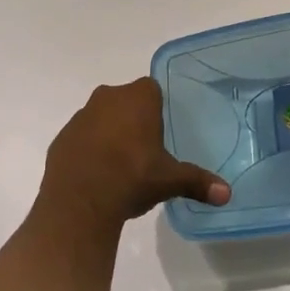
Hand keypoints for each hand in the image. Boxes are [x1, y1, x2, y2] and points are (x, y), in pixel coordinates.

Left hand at [35, 77, 230, 234]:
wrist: (80, 201)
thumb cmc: (132, 178)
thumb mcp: (169, 180)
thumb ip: (198, 182)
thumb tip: (227, 194)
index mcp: (137, 98)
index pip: (151, 89)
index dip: (156, 108)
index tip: (160, 132)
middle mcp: (108, 97)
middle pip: (125, 101)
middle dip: (133, 119)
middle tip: (144, 149)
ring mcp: (81, 116)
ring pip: (101, 117)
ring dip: (109, 132)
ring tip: (120, 165)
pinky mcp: (62, 137)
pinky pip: (81, 137)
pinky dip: (88, 149)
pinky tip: (96, 174)